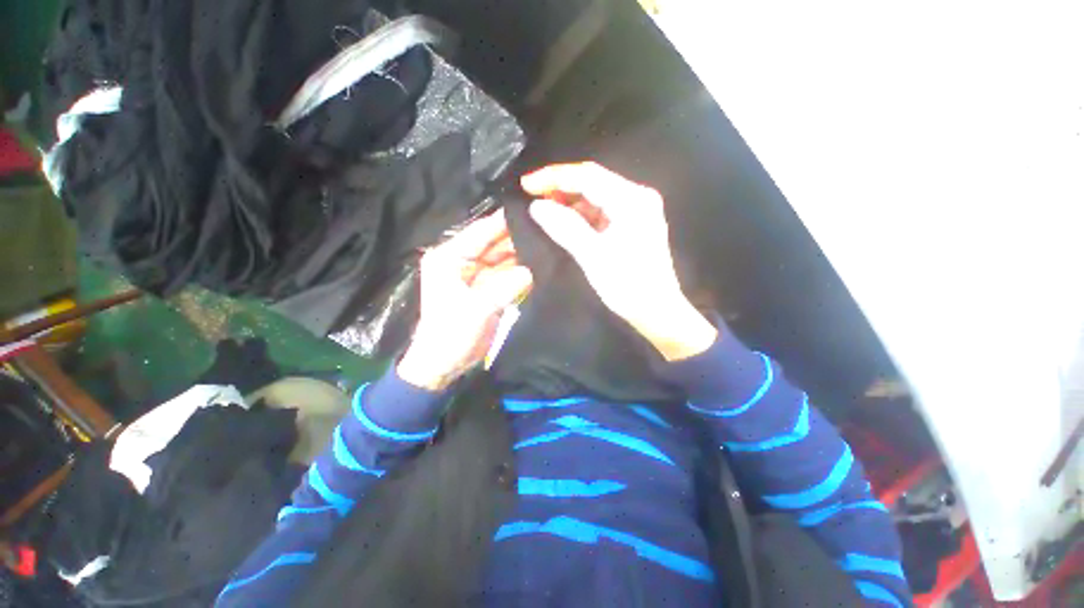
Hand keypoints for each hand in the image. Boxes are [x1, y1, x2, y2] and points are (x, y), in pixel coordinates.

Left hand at [398, 210, 532, 389]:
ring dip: (520, 253)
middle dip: (516, 237)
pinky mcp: (485, 288)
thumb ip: (506, 287)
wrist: (444, 364)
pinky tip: (538, 264)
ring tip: (547, 243)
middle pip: (492, 243)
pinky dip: (519, 270)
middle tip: (546, 228)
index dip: (503, 222)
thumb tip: (532, 271)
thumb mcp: (479, 309)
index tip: (530, 210)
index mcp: (449, 257)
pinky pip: (505, 273)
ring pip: (501, 257)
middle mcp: (461, 260)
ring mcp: (475, 274)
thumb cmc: (452, 335)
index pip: (480, 232)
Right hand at [522, 162, 716, 360]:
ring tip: (544, 208)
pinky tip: (564, 220)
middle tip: (532, 195)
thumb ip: (565, 228)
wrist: (657, 312)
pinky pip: (601, 212)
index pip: (587, 176)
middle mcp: (637, 198)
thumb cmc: (628, 286)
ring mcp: (636, 211)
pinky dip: (581, 215)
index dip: (554, 177)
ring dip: (570, 201)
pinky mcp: (632, 225)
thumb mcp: (593, 256)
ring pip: (596, 197)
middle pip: (592, 182)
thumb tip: (537, 206)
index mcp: (632, 200)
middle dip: (560, 187)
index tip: (526, 184)